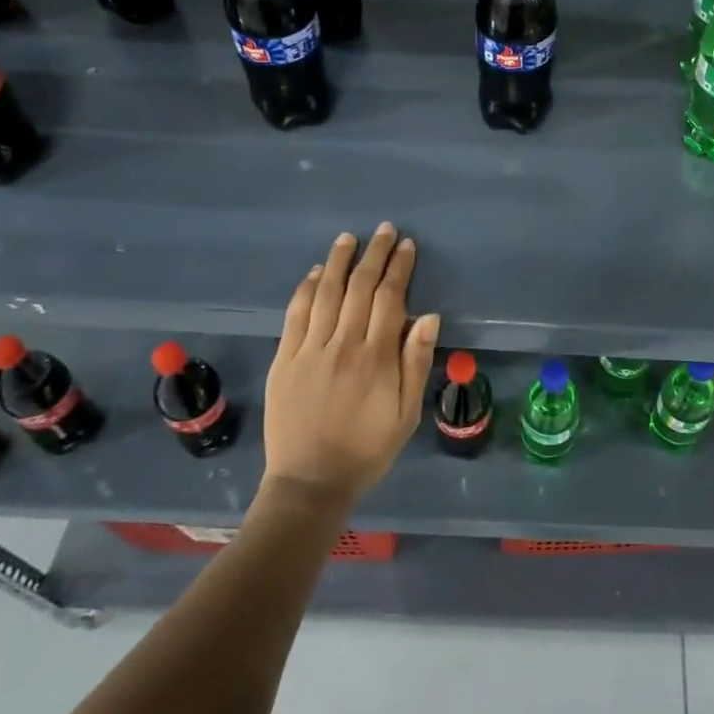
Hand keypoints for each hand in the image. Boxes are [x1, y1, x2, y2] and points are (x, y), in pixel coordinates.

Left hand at [263, 224, 439, 504]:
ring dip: (338, 261)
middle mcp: (343, 344)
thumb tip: (429, 317)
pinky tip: (314, 272)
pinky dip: (305, 289)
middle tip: (384, 230)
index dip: (399, 267)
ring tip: (349, 238)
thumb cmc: (367, 449)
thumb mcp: (407, 413)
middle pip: (359, 287)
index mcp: (376, 357)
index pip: (389, 298)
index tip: (406, 245)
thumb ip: (416, 363)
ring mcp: (309, 350)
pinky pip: (295, 315)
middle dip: (374, 254)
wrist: (310, 482)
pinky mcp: (285, 359)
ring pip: (325, 293)